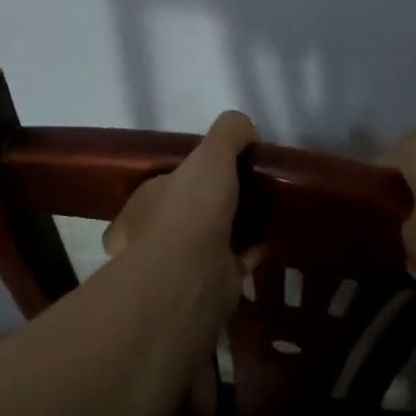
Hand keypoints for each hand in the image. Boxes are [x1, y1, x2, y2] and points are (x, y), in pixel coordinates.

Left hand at [103, 111, 260, 299]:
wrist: (191, 275)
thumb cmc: (190, 209)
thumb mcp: (210, 154)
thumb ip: (228, 134)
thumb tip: (247, 131)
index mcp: (145, 202)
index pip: (167, 182)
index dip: (193, 172)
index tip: (224, 166)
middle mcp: (155, 235)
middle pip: (189, 212)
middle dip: (215, 203)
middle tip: (249, 188)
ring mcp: (181, 264)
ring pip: (211, 238)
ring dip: (235, 227)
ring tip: (264, 210)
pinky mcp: (209, 284)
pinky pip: (234, 261)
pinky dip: (251, 250)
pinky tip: (271, 236)